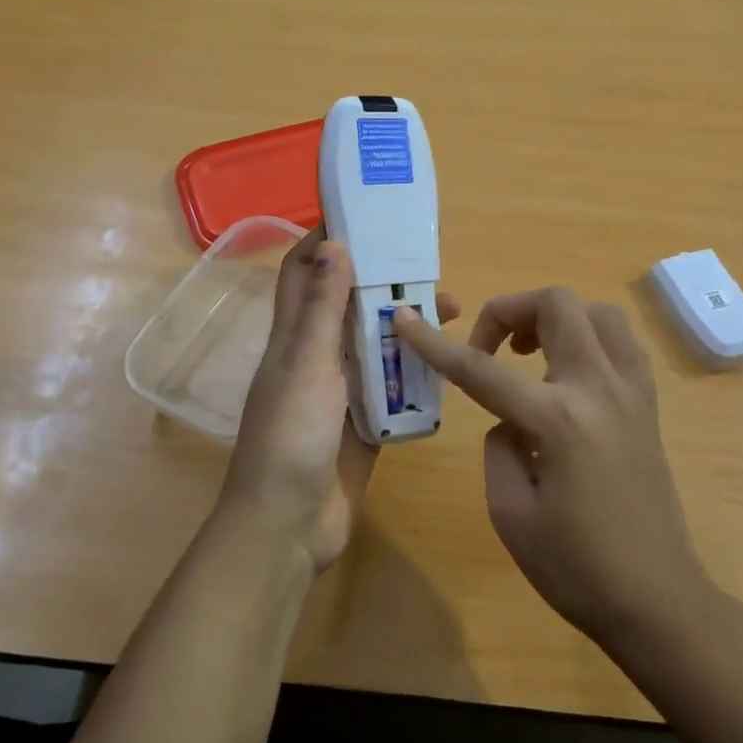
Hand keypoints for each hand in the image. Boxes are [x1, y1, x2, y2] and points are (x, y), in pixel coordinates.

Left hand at [223, 230, 457, 573]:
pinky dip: (416, 370)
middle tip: (429, 266)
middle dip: (384, 280)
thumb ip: (321, 308)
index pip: (304, 271)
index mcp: (294, 336)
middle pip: (349, 304)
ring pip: (375, 343)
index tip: (367, 217)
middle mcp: (316, 356)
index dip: (327, 240)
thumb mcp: (307, 364)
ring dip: (406, 324)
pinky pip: (393, 386)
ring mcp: (341, 391)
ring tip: (453, 309)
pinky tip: (450, 360)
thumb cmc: (291, 436)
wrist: (288, 525)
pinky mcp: (364, 422)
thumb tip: (334, 242)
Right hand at [395, 289, 705, 646]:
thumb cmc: (577, 568)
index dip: (435, 344)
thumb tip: (511, 418)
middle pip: (556, 305)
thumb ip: (498, 446)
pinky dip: (588, 337)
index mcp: (558, 421)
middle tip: (490, 349)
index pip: (482, 370)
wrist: (658, 601)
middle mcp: (599, 389)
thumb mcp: (510, 513)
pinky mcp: (649, 404)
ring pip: (596, 311)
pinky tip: (567, 373)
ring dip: (555, 318)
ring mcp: (632, 392)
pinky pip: (620, 342)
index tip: (405, 319)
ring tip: (530, 354)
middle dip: (509, 310)